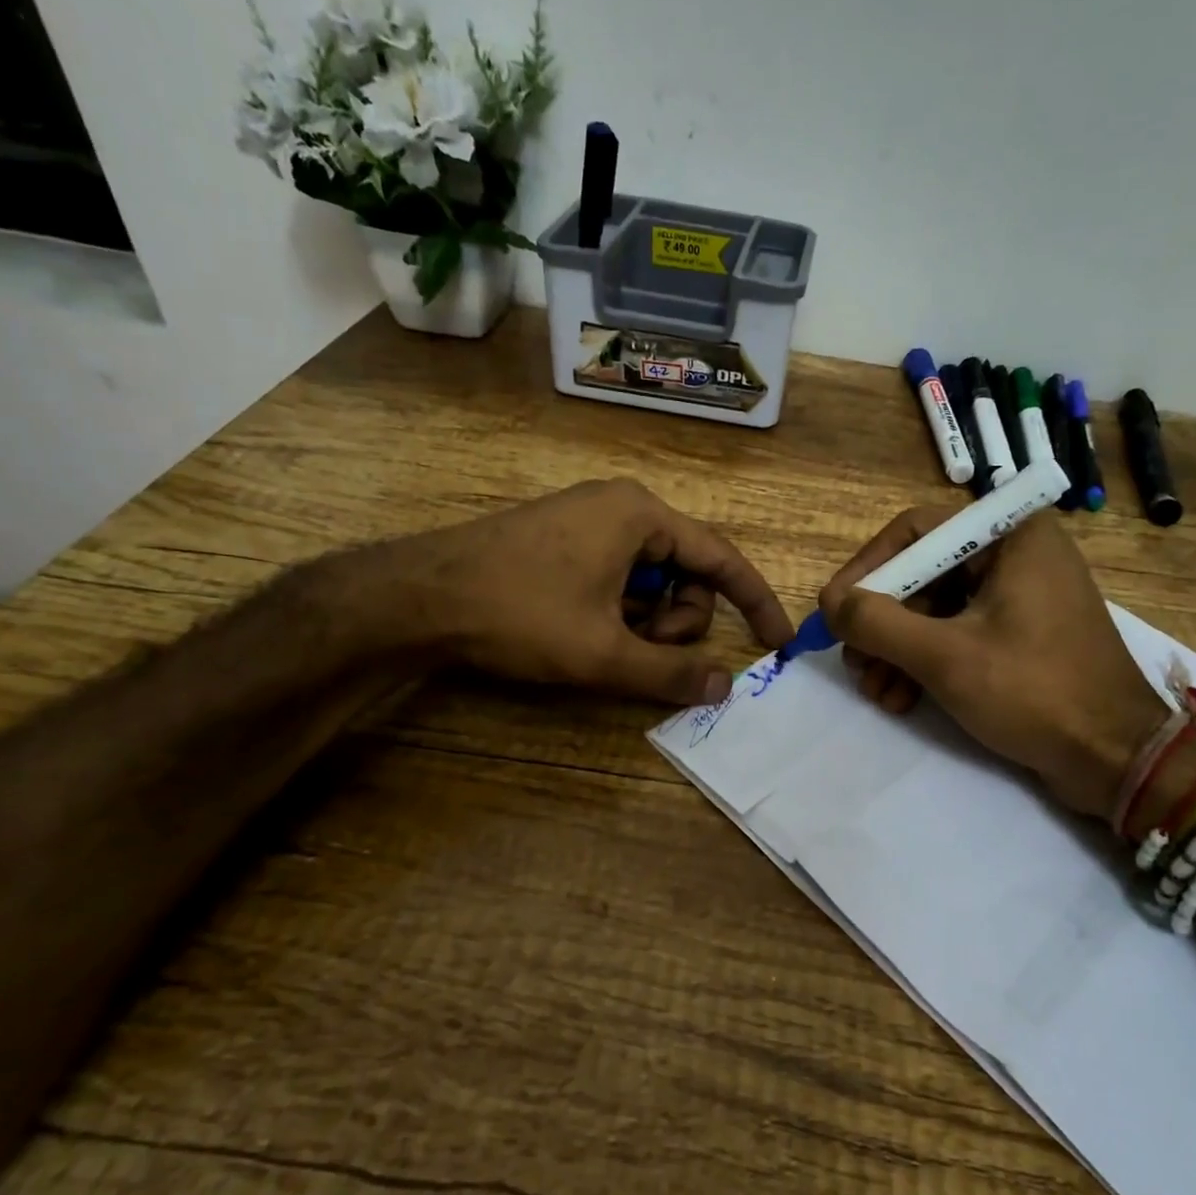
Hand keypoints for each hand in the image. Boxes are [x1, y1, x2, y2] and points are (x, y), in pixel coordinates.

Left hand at [331, 479, 794, 705]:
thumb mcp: (602, 652)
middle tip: (639, 648)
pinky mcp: (564, 538)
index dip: (755, 602)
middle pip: (685, 572)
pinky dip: (617, 609)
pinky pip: (618, 575)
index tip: (778, 641)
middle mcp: (622, 506)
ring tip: (602, 640)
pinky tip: (582, 628)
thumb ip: (669, 673)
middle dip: (675, 619)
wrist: (417, 597)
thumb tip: (722, 687)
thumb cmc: (519, 614)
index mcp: (641, 516)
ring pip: (650, 578)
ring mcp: (589, 520)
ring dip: (644, 619)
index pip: (722, 558)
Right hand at [820, 509, 1169, 817]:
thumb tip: (830, 604)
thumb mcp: (944, 656)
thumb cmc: (1035, 692)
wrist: (1118, 760)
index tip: (835, 611)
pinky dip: (925, 663)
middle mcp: (1016, 554)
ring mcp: (1021, 596)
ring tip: (876, 692)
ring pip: (935, 610)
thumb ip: (877, 623)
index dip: (867, 569)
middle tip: (854, 661)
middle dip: (881, 622)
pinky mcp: (1022, 634)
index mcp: (1010, 536)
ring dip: (897, 650)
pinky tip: (902, 700)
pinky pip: (958, 634)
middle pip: (922, 573)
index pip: (915, 531)